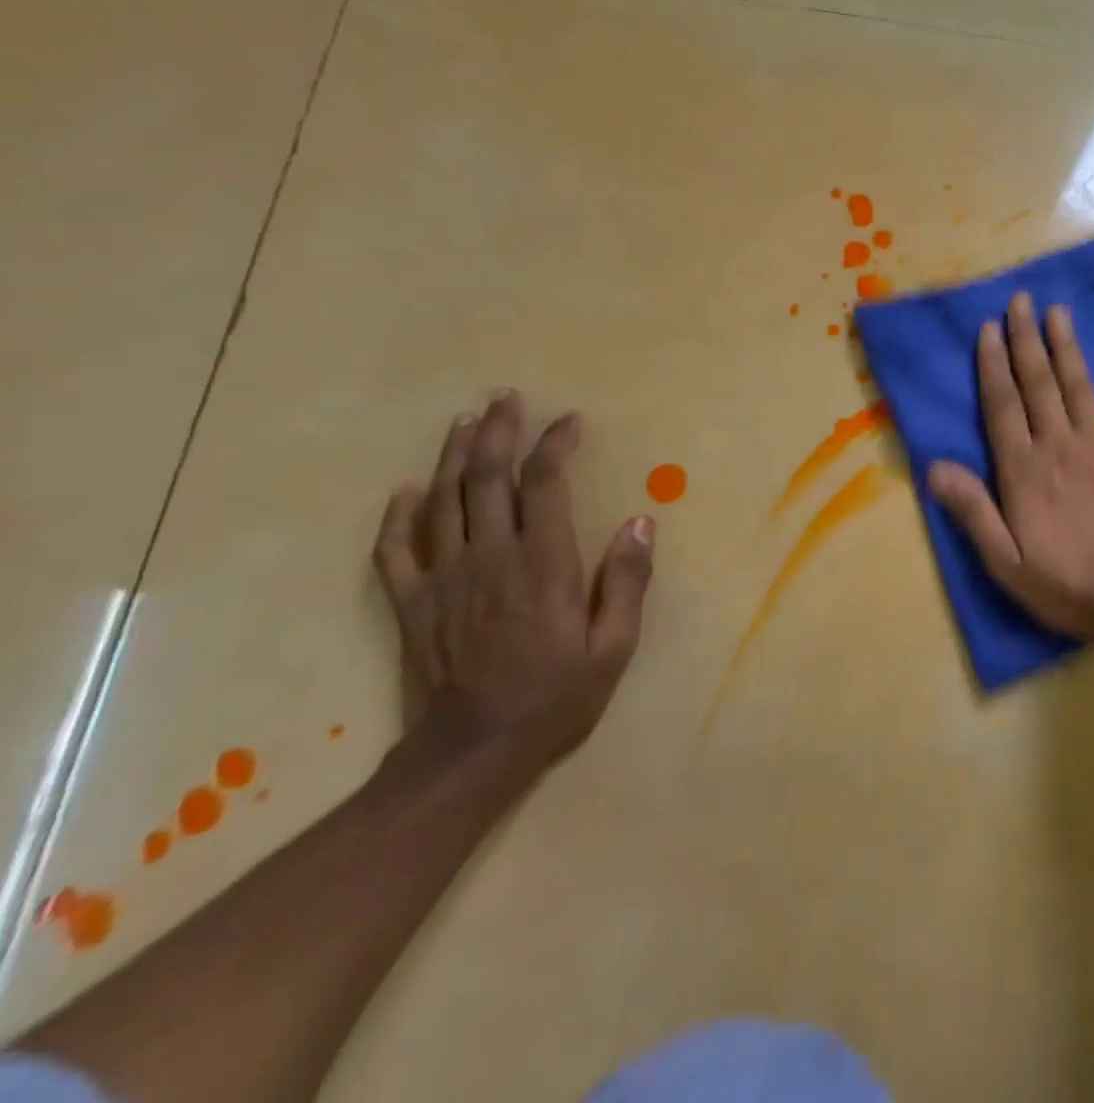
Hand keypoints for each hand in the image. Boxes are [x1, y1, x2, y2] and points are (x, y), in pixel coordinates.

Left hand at [373, 391, 654, 767]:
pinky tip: (405, 490)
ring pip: (440, 500)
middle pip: (485, 477)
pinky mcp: (410, 602)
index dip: (555, 444)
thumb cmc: (554, 697)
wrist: (471, 753)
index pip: (544, 484)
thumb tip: (641, 522)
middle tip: (506, 397)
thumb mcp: (613, 647)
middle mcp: (490, 558)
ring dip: (452, 454)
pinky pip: (394, 548)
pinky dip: (397, 514)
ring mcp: (443, 578)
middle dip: (497, 430)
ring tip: (464, 420)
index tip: (570, 421)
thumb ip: (627, 581)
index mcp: (543, 565)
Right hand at [928, 293, 1093, 639]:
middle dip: (1026, 339)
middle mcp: (1060, 446)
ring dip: (1067, 347)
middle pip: (1039, 384)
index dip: (993, 365)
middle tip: (1021, 300)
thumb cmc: (1064, 585)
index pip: (1002, 406)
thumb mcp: (1004, 560)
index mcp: (1024, 470)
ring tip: (1058, 311)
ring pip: (1080, 387)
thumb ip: (971, 510)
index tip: (989, 329)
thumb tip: (933, 465)